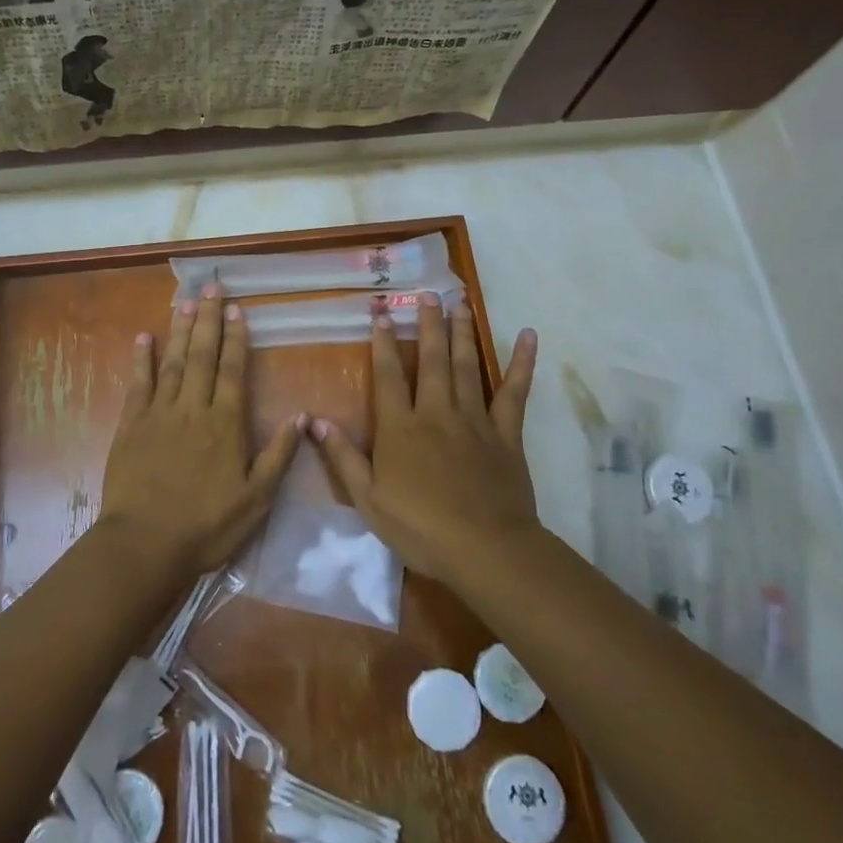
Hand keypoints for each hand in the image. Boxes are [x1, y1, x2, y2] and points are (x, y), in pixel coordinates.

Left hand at [99, 284, 302, 578]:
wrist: (146, 544)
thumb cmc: (207, 526)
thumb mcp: (256, 500)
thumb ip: (278, 455)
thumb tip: (301, 416)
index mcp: (225, 424)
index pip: (233, 370)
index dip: (236, 338)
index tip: (236, 309)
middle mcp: (193, 409)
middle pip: (203, 356)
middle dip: (208, 319)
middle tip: (211, 286)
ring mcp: (159, 414)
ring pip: (173, 362)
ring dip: (180, 330)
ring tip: (185, 301)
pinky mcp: (131, 425)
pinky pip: (138, 384)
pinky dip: (142, 360)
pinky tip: (144, 338)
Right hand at [311, 294, 537, 584]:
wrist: (485, 549)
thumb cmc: (420, 528)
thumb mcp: (368, 500)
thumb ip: (343, 457)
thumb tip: (314, 420)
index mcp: (400, 428)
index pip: (388, 376)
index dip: (384, 343)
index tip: (382, 313)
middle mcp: (435, 413)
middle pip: (431, 360)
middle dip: (428, 325)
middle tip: (428, 293)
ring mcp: (474, 420)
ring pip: (466, 366)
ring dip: (462, 332)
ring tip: (460, 303)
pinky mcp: (506, 434)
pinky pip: (515, 393)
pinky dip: (522, 363)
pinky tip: (527, 336)